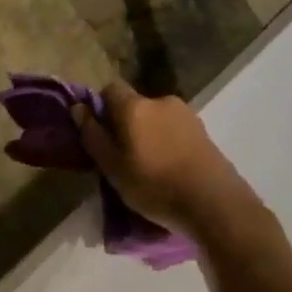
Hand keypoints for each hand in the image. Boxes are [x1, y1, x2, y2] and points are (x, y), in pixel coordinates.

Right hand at [73, 82, 262, 237]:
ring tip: (145, 166)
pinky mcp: (203, 131)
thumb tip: (78, 108)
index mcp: (135, 106)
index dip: (100, 107)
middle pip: (133, 105)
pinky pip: (172, 130)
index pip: (109, 89)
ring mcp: (186, 114)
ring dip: (145, 134)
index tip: (97, 133)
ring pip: (154, 118)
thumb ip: (93, 135)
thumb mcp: (111, 167)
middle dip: (123, 124)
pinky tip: (166, 168)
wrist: (213, 202)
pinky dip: (164, 142)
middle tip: (119, 156)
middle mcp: (161, 101)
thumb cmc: (153, 185)